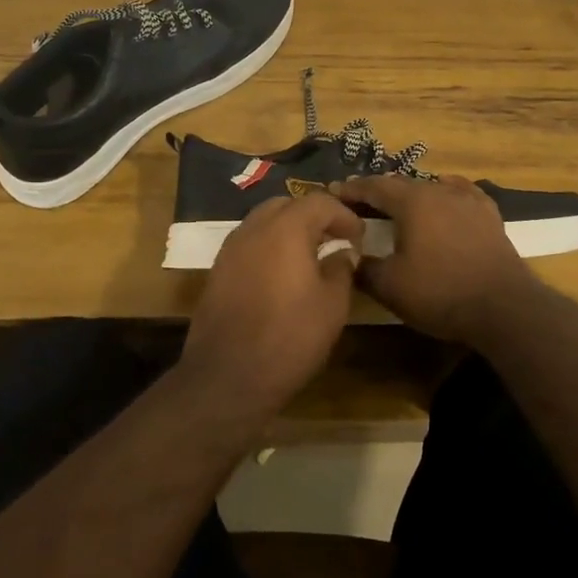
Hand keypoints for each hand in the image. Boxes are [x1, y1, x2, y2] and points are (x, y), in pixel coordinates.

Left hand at [181, 193, 363, 410]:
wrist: (227, 375)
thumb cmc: (289, 337)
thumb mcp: (332, 305)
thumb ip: (340, 269)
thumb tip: (342, 253)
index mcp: (286, 229)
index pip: (319, 202)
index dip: (343, 215)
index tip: (359, 235)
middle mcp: (254, 229)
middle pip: (287, 205)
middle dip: (313, 216)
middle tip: (334, 238)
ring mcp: (231, 249)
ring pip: (263, 222)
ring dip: (288, 230)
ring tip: (310, 255)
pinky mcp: (218, 270)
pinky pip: (249, 244)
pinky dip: (269, 247)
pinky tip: (282, 273)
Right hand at [335, 175, 543, 346]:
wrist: (504, 307)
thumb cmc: (440, 292)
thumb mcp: (390, 286)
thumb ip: (364, 268)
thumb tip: (349, 257)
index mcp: (412, 201)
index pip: (373, 186)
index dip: (351, 189)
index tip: (333, 192)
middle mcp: (439, 190)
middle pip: (401, 183)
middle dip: (378, 190)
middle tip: (359, 200)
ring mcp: (468, 200)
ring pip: (431, 187)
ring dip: (410, 193)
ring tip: (397, 203)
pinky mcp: (489, 215)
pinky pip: (461, 193)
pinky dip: (445, 192)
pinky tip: (445, 194)